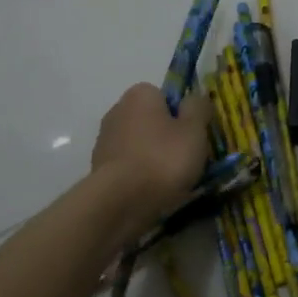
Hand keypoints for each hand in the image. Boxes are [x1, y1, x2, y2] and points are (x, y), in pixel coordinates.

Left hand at [89, 83, 211, 231]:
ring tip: (170, 181)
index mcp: (140, 95)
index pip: (165, 96)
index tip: (192, 135)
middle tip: (185, 158)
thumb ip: (198, 108)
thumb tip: (196, 98)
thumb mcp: (194, 130)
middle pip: (151, 120)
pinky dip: (139, 175)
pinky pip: (128, 166)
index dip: (181, 114)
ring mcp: (104, 140)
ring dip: (152, 157)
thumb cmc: (163, 159)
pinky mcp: (98, 168)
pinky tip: (151, 191)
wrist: (121, 201)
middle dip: (166, 136)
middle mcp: (117, 110)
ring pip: (139, 145)